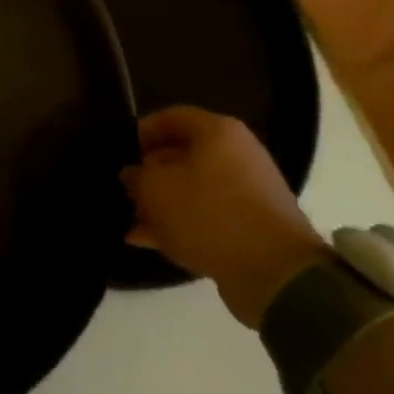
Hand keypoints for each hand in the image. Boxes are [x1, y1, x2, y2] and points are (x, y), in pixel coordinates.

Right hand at [120, 106, 328, 328]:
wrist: (276, 275)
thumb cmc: (209, 214)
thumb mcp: (155, 189)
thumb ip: (135, 176)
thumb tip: (131, 175)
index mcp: (218, 132)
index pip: (169, 118)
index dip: (138, 133)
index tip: (118, 154)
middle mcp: (237, 155)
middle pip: (180, 155)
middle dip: (148, 174)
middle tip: (122, 190)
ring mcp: (248, 193)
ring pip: (191, 189)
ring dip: (161, 204)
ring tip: (129, 221)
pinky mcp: (252, 227)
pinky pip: (206, 216)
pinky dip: (179, 224)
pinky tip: (147, 240)